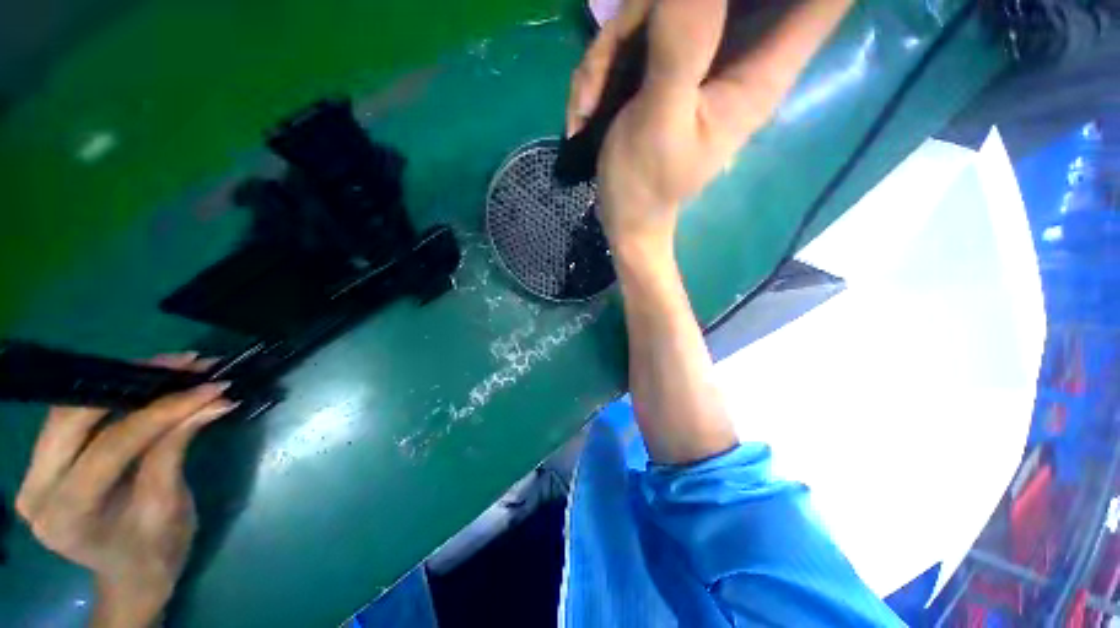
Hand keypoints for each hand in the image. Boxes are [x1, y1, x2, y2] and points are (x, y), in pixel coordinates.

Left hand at [15, 354, 236, 626]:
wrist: (132, 576)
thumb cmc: (157, 552)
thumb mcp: (170, 504)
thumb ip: (176, 448)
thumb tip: (213, 401)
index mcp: (68, 514)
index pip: (111, 445)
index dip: (162, 411)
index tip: (210, 387)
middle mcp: (37, 489)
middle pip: (76, 416)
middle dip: (134, 382)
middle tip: (187, 364)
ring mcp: (34, 474)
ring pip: (72, 409)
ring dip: (123, 382)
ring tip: (173, 367)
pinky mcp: (43, 463)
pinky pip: (74, 417)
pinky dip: (111, 395)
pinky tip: (145, 383)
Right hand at [567, 0, 851, 248]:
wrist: (624, 215)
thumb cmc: (644, 185)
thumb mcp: (659, 122)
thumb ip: (682, 47)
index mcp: (759, 72)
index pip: (821, 4)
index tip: (723, 18)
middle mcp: (738, 53)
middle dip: (663, 11)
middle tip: (629, 48)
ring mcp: (698, 55)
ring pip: (665, 6)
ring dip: (615, 44)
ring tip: (589, 103)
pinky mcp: (665, 63)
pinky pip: (638, 30)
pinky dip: (604, 62)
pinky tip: (587, 106)